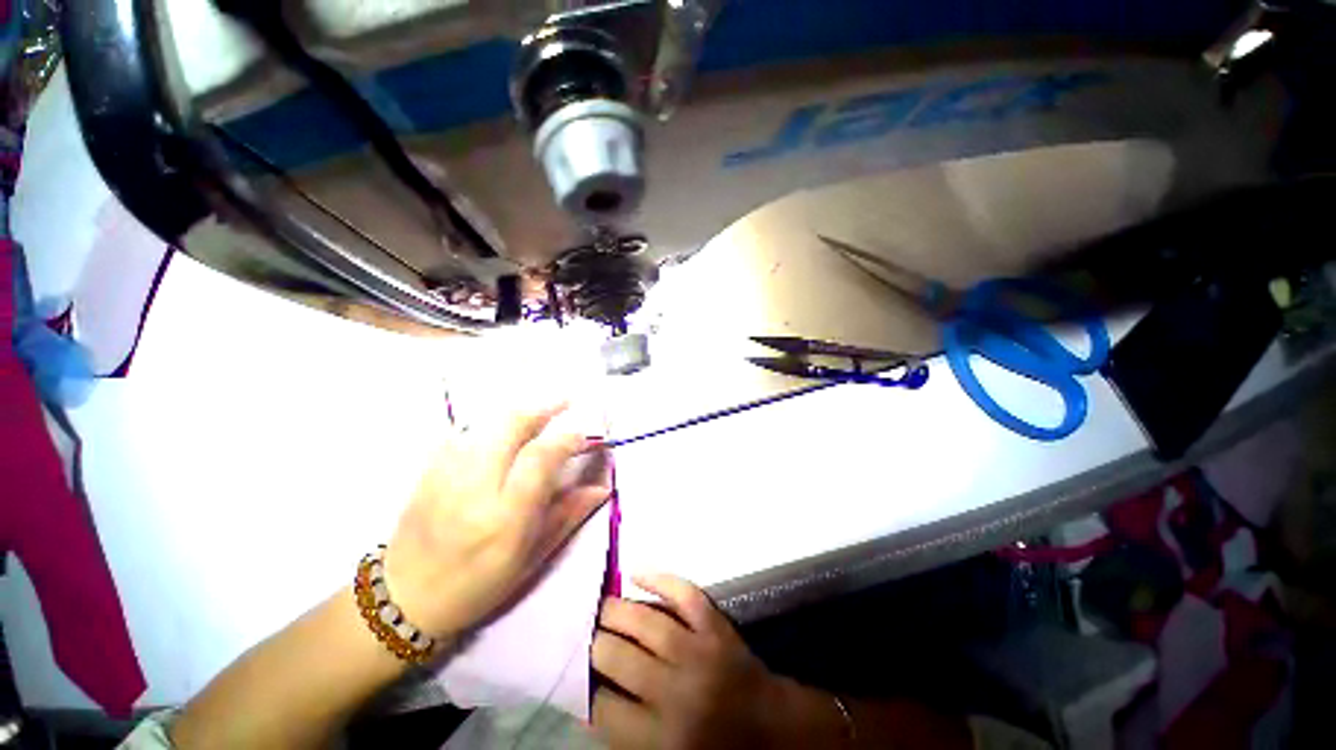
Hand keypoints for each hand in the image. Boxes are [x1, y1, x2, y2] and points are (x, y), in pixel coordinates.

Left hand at [383, 404, 611, 638]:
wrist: (405, 599)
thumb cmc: (478, 585)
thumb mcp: (532, 559)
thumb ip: (568, 516)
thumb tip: (601, 487)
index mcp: (504, 517)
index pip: (539, 457)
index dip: (566, 438)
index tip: (582, 435)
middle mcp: (474, 488)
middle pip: (510, 425)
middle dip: (542, 407)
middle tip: (565, 402)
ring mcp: (445, 474)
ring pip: (487, 423)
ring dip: (518, 414)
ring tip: (538, 415)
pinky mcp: (427, 469)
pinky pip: (463, 431)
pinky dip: (489, 425)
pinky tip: (500, 433)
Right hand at [593, 575, 849, 749]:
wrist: (771, 727)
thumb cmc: (716, 749)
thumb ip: (626, 734)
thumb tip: (586, 701)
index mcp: (662, 739)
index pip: (605, 706)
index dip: (585, 686)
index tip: (578, 671)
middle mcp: (677, 692)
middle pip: (619, 659)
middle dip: (596, 643)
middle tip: (585, 633)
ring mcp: (699, 651)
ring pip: (646, 622)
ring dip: (616, 609)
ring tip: (600, 605)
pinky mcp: (716, 624)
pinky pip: (684, 593)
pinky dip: (660, 579)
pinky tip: (636, 573)